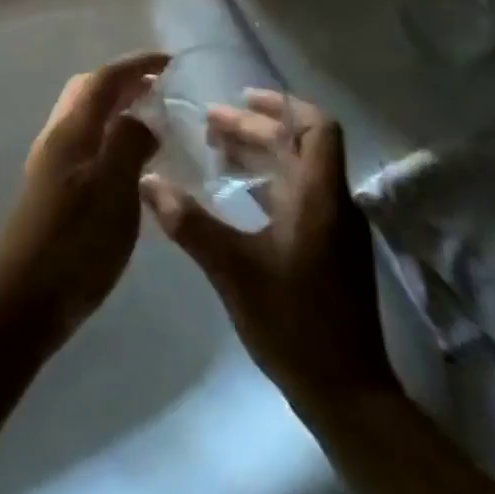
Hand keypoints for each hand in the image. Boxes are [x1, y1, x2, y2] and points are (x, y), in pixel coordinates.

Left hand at [0, 53, 166, 346]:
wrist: (24, 300)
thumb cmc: (75, 244)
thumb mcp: (114, 192)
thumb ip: (128, 144)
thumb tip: (142, 116)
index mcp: (71, 131)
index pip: (104, 79)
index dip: (136, 65)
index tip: (170, 61)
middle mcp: (57, 137)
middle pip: (88, 91)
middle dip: (123, 81)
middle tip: (161, 90)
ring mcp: (50, 163)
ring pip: (84, 117)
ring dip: (115, 108)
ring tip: (152, 122)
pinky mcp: (52, 188)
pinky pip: (85, 143)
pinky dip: (109, 136)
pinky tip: (131, 163)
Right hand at [140, 90, 397, 414]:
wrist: (348, 396)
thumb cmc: (293, 322)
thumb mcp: (232, 269)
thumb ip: (188, 222)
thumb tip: (146, 180)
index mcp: (319, 197)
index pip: (316, 127)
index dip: (281, 105)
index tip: (241, 97)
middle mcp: (334, 204)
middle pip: (300, 145)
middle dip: (256, 129)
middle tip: (210, 125)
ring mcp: (336, 230)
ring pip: (300, 171)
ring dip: (261, 154)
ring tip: (217, 152)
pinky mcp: (332, 253)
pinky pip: (300, 196)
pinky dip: (269, 183)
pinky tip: (237, 196)